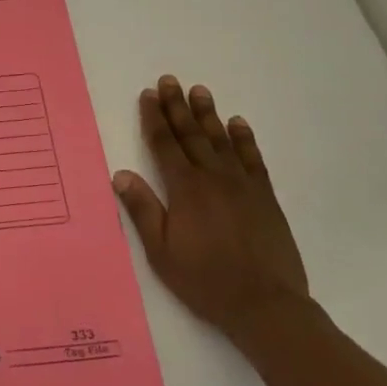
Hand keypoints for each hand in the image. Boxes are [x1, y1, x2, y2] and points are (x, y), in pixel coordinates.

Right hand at [112, 76, 309, 341]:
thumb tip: (121, 174)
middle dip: (177, 106)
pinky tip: (238, 123)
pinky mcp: (265, 197)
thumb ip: (143, 209)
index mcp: (185, 189)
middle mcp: (213, 178)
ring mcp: (242, 185)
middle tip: (170, 80)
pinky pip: (253, 159)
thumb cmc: (205, 280)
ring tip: (199, 91)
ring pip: (221, 140)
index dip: (154, 118)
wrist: (265, 305)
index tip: (148, 95)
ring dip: (208, 114)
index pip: (165, 144)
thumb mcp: (161, 251)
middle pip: (191, 134)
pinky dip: (245, 139)